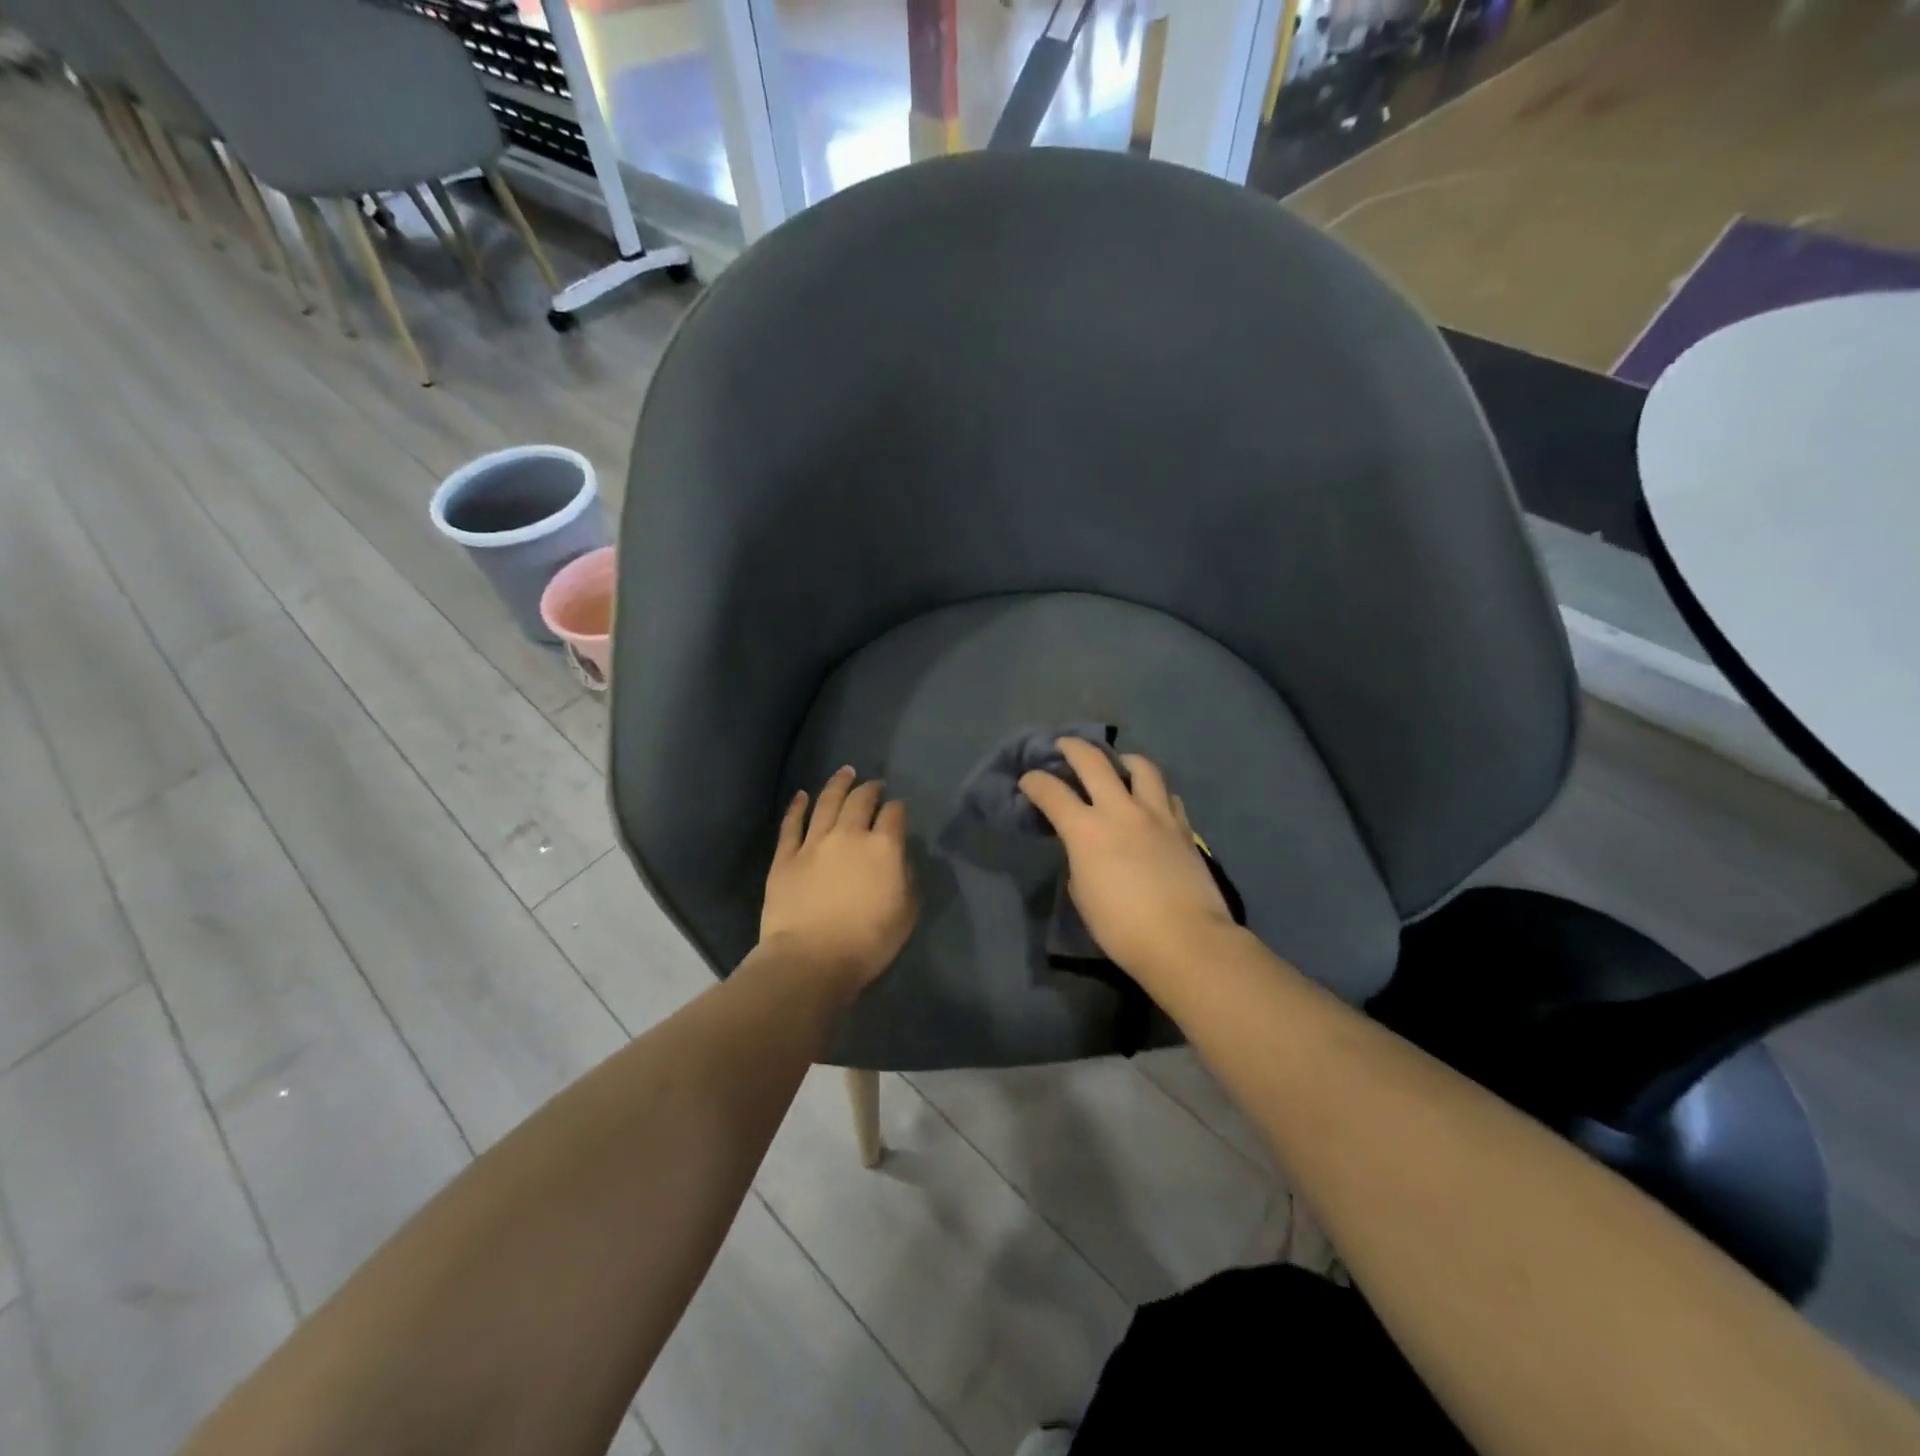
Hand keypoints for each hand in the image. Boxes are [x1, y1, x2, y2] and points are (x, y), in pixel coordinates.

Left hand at [760, 767, 917, 991]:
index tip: (899, 808)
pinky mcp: (785, 857)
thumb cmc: (867, 943)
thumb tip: (899, 860)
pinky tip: (802, 795)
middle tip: (874, 784)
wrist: (810, 960)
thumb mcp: (905, 914)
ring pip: (827, 803)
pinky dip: (797, 806)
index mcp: (883, 848)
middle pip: (861, 801)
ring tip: (845, 772)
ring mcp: (814, 843)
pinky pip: (791, 824)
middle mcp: (849, 835)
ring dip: (838, 784)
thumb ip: (907, 880)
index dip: (898, 808)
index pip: (894, 815)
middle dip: (870, 789)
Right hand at [1019, 741, 1236, 978]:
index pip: (1051, 792)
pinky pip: (1167, 795)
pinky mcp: (1183, 826)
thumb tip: (1088, 850)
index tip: (1027, 782)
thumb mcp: (1083, 895)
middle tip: (1063, 745)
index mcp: (1086, 830)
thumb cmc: (1122, 928)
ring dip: (1122, 759)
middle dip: (1072, 747)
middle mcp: (1120, 810)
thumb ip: (1079, 861)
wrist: (1186, 940)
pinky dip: (1152, 792)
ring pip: (1140, 766)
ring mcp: (1156, 814)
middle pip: (1092, 761)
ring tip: (1117, 765)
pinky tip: (1149, 801)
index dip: (1034, 782)